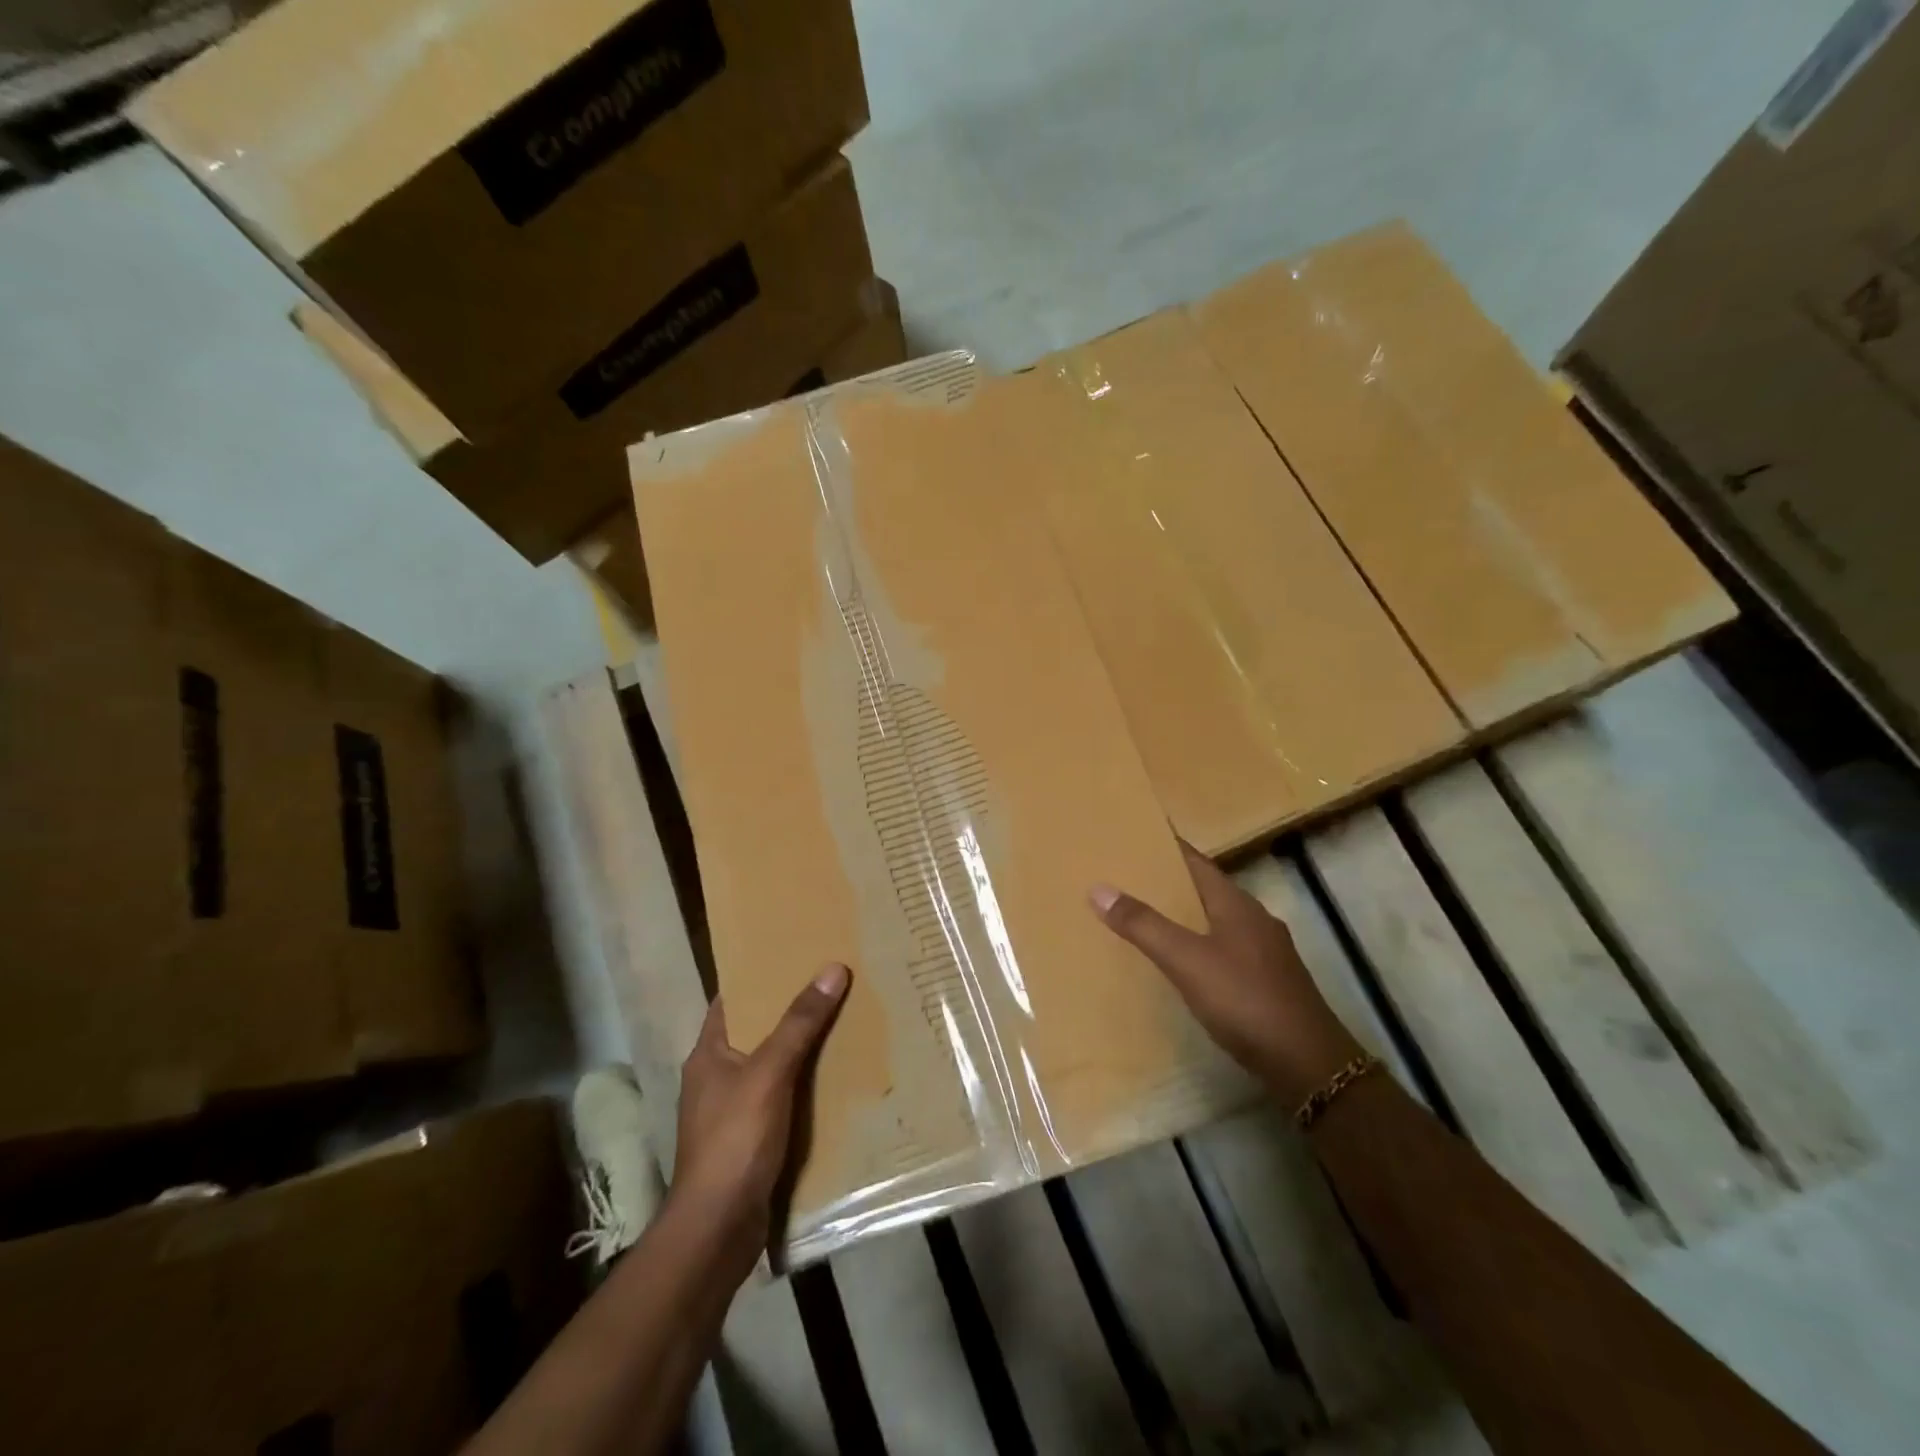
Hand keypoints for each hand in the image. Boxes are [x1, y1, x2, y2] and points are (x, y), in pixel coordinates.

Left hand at [670, 963, 849, 1268]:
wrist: (717, 1231)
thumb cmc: (734, 1141)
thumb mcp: (769, 1073)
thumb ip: (799, 1023)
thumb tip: (832, 969)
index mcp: (709, 1054)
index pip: (732, 1000)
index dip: (759, 976)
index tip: (795, 954)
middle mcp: (717, 1077)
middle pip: (757, 1031)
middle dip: (792, 1010)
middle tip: (833, 983)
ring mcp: (734, 1111)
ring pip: (774, 1066)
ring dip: (803, 1049)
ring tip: (845, 1021)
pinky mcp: (752, 1140)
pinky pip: (784, 1098)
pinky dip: (806, 1086)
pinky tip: (838, 1078)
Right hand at [1091, 843, 1362, 1104]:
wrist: (1307, 1064)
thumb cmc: (1245, 1000)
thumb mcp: (1186, 960)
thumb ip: (1143, 925)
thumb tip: (1098, 888)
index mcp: (1237, 903)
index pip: (1197, 861)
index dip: (1167, 848)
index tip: (1135, 837)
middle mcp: (1255, 919)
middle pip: (1206, 889)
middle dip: (1170, 882)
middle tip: (1128, 877)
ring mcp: (1266, 951)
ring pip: (1216, 920)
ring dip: (1185, 915)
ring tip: (1147, 916)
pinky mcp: (1269, 980)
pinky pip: (1225, 948)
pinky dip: (1199, 944)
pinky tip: (1183, 961)